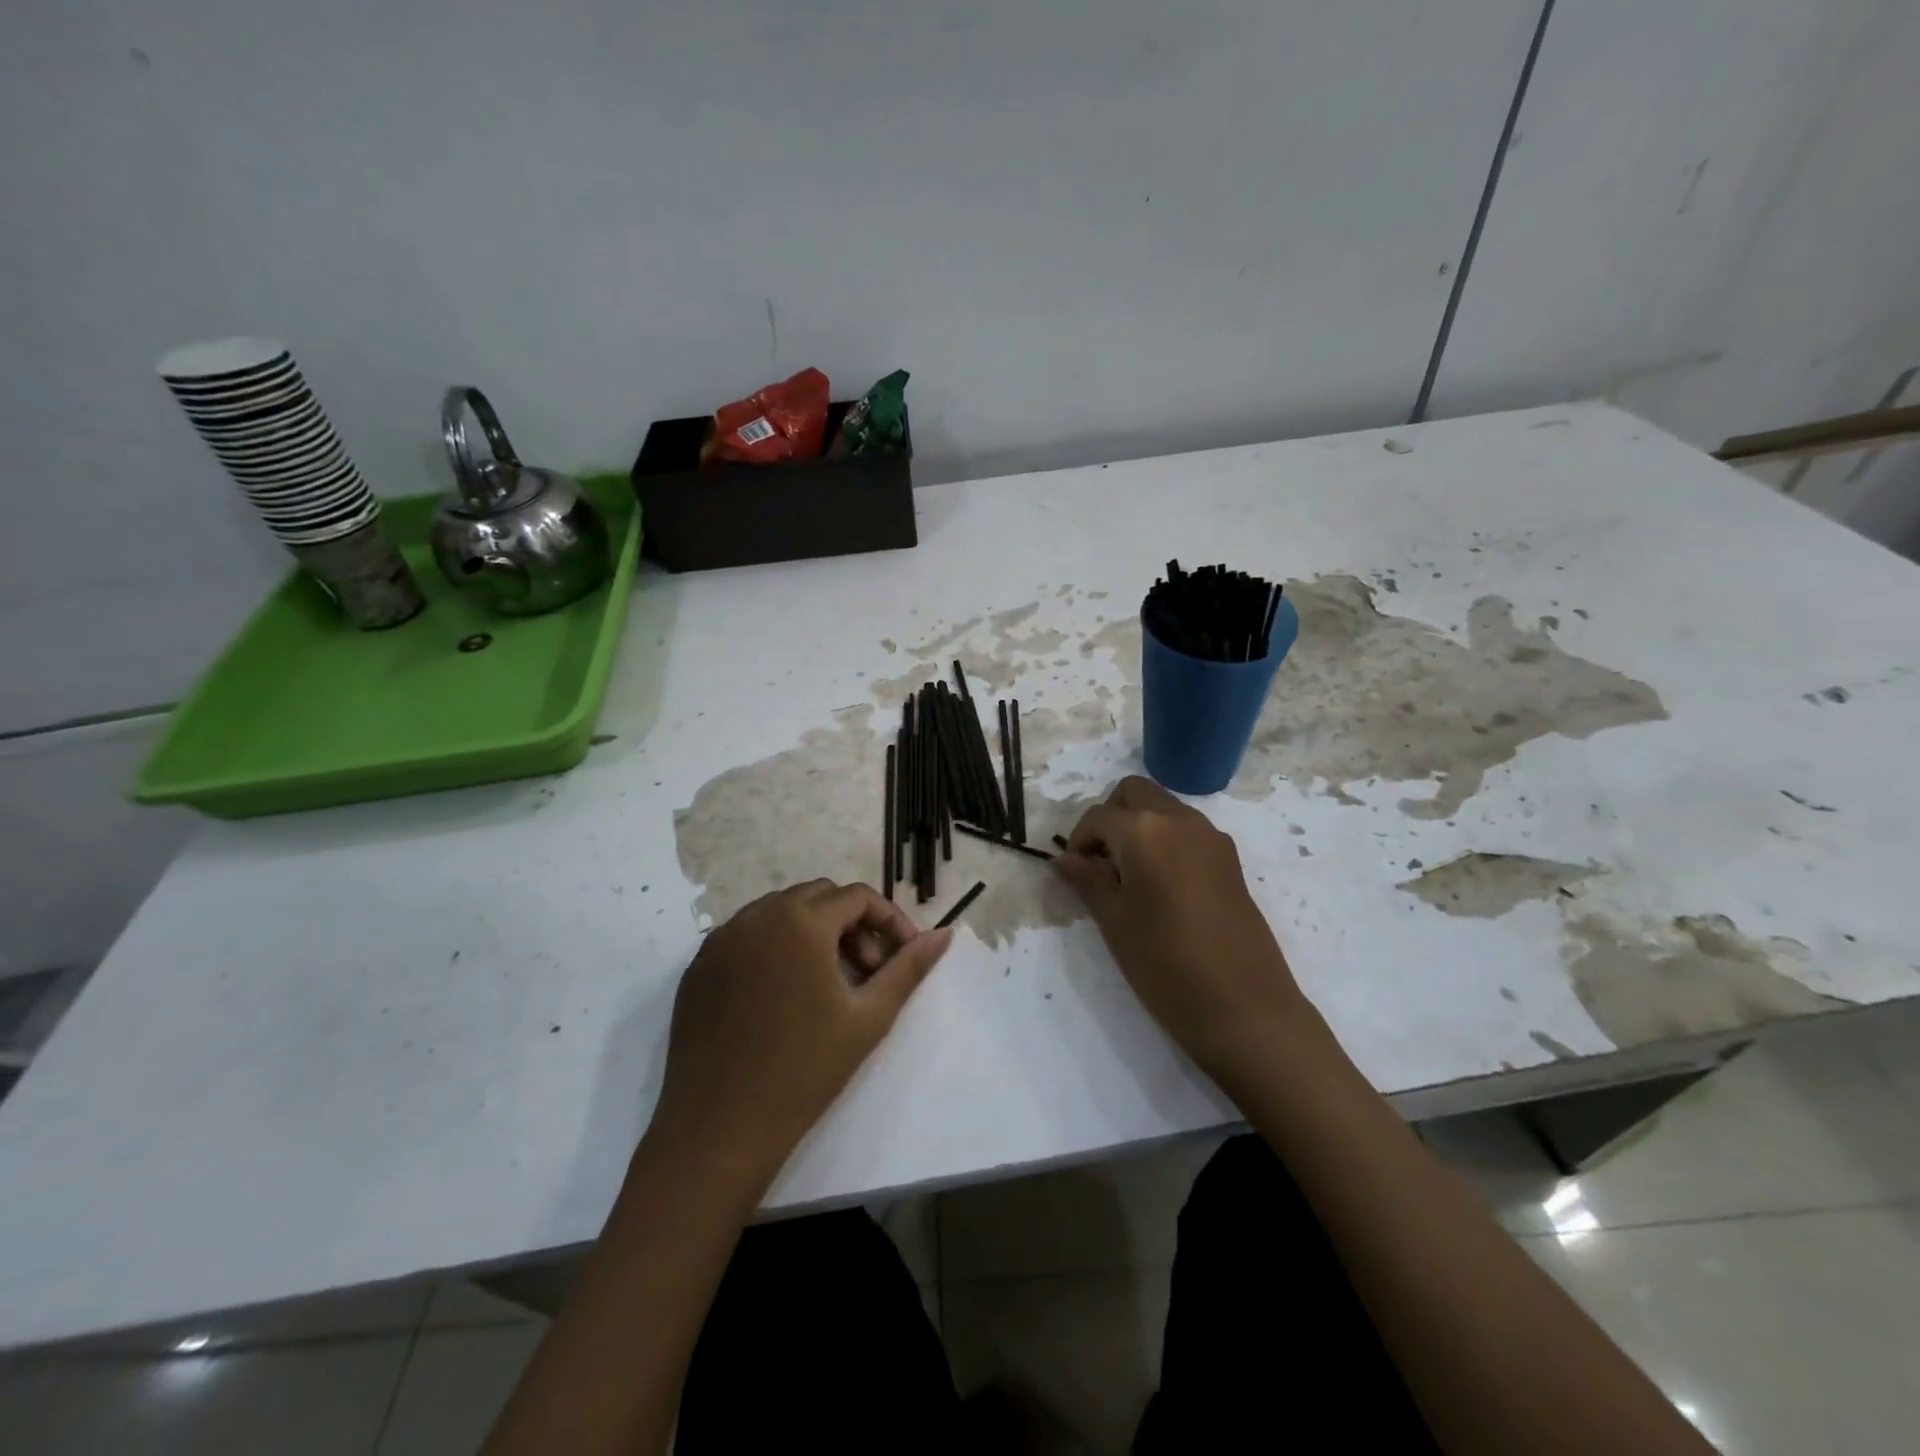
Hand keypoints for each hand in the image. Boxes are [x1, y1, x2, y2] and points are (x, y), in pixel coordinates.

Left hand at [647, 880, 952, 1195]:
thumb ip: (909, 967)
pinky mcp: (699, 965)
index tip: (902, 955)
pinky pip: (747, 936)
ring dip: (814, 932)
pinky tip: (783, 994)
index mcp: (800, 921)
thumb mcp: (869, 1017)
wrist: (719, 1129)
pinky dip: (775, 947)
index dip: (888, 920)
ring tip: (827, 983)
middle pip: (819, 897)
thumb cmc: (804, 1071)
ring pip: (781, 912)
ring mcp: (722, 939)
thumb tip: (943, 935)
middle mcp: (757, 915)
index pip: (857, 897)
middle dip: (851, 924)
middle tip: (866, 971)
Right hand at [1055, 777, 1309, 1088]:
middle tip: (1099, 863)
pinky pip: (1188, 830)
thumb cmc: (1165, 966)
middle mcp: (1180, 820)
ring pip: (1164, 808)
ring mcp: (1212, 838)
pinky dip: (1166, 840)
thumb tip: (1065, 859)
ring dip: (1140, 826)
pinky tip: (1161, 886)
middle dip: (1110, 818)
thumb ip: (1088, 881)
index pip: (1099, 817)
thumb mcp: (1114, 923)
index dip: (1079, 840)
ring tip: (1128, 877)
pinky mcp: (1231, 859)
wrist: (1244, 1008)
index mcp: (1145, 831)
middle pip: (1135, 793)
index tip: (1073, 872)